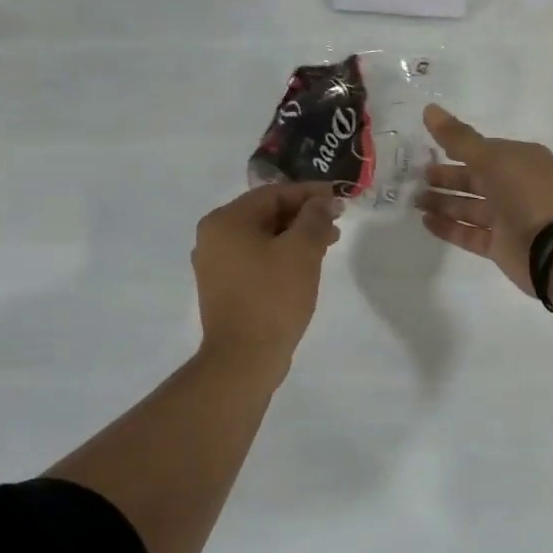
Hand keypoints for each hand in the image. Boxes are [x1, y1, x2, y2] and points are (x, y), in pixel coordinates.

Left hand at [192, 183, 342, 375]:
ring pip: (263, 238)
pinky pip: (257, 259)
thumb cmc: (272, 297)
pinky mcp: (225, 288)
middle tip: (337, 222)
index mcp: (225, 221)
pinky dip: (282, 255)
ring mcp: (216, 265)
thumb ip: (315, 218)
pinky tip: (307, 264)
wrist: (244, 359)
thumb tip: (324, 202)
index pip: (273, 194)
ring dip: (296, 236)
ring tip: (329, 243)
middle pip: (266, 214)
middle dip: (304, 215)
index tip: (339, 197)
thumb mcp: (301, 251)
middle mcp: (214, 237)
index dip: (309, 193)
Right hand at [416, 104, 552, 296]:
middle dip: (446, 178)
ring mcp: (509, 218)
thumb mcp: (491, 157)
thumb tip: (429, 108)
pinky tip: (425, 222)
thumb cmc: (525, 193)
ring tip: (415, 200)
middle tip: (417, 177)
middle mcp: (516, 188)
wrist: (551, 247)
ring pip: (470, 207)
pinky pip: (469, 233)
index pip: (484, 151)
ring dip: (443, 202)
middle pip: (474, 180)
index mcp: (521, 161)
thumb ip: (458, 137)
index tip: (429, 150)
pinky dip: (448, 227)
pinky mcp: (500, 245)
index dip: (457, 149)